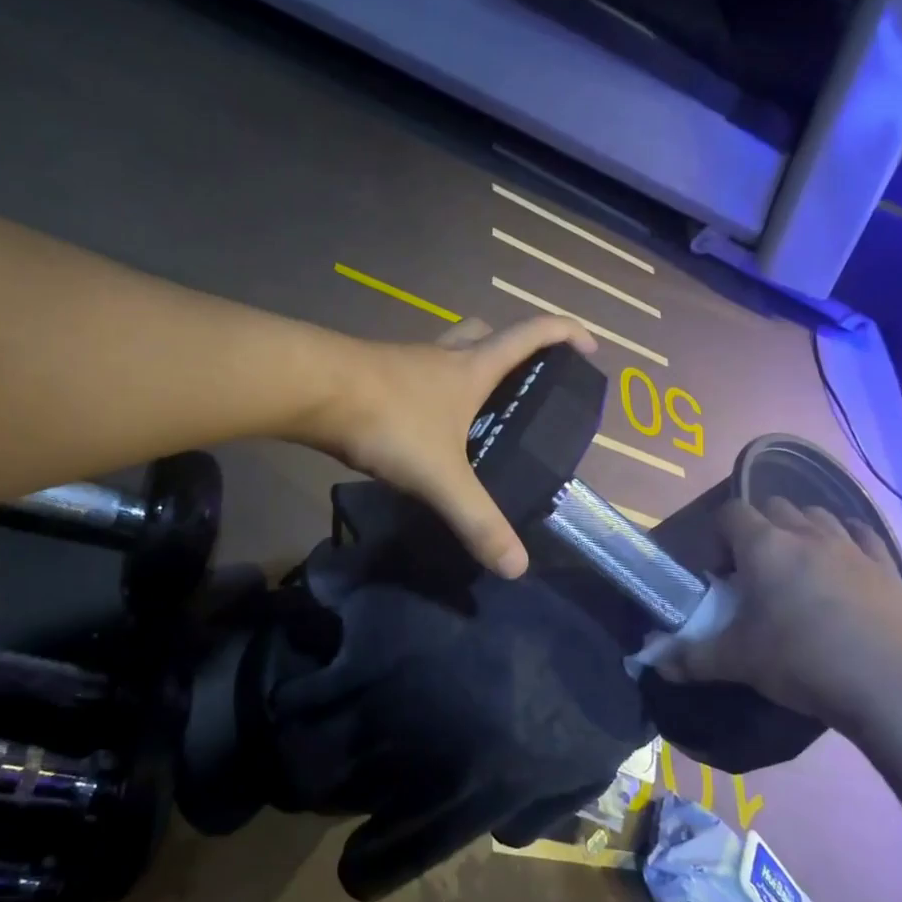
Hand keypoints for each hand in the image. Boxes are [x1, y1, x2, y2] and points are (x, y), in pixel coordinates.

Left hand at [307, 315, 596, 576]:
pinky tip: (419, 426)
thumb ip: (478, 521)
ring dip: (462, 369)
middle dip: (508, 347)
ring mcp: (402, 362)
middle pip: (483, 334)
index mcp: (470, 369)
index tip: (590, 348)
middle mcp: (441, 357)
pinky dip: (425, 391)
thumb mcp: (442, 477)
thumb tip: (517, 567)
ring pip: (443, 353)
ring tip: (471, 412)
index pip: (531, 335)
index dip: (565, 334)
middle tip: (519, 382)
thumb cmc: (389, 420)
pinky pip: (410, 375)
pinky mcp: (370, 375)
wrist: (311, 390)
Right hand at [669, 497, 901, 729]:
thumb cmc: (800, 661)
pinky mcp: (887, 567)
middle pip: (774, 506)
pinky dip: (847, 539)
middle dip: (758, 528)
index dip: (718, 535)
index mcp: (763, 546)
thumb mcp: (736, 662)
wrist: (888, 686)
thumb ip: (692, 658)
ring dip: (800, 530)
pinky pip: (863, 535)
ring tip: (796, 566)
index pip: (730, 514)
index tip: (718, 571)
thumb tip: (658, 664)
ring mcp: (852, 547)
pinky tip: (842, 561)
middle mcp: (806, 534)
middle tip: (753, 569)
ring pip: (818, 515)